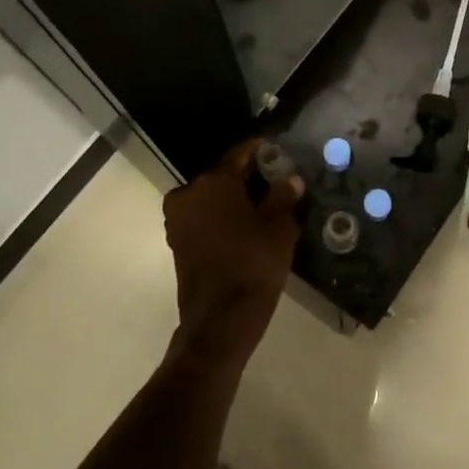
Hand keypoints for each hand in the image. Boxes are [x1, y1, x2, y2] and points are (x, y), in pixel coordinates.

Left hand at [162, 142, 303, 369]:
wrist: (220, 320)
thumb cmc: (254, 264)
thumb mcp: (279, 227)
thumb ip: (284, 197)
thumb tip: (290, 179)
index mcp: (214, 182)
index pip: (240, 154)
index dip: (260, 150)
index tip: (277, 148)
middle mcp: (189, 193)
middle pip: (222, 176)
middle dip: (247, 177)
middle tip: (275, 180)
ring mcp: (179, 220)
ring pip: (211, 198)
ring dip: (233, 199)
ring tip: (262, 205)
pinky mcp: (177, 242)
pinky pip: (203, 218)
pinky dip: (221, 217)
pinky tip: (245, 227)